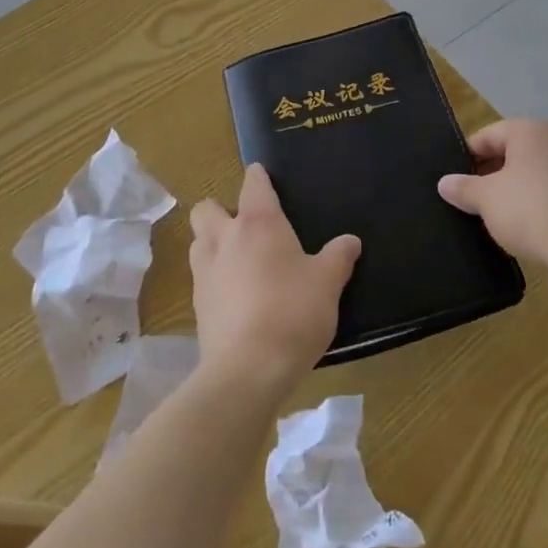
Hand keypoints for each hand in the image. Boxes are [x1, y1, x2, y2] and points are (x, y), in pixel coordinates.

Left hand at [189, 165, 359, 396]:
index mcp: (258, 223)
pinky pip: (201, 277)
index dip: (258, 177)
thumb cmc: (292, 313)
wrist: (247, 371)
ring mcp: (205, 272)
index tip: (264, 176)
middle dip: (221, 209)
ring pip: (198, 241)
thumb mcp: (327, 284)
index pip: (253, 184)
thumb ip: (338, 258)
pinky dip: (214, 278)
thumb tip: (351, 241)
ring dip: (213, 243)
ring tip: (237, 260)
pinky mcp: (196, 305)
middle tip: (246, 226)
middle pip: (207, 208)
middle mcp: (225, 238)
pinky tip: (234, 296)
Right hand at [438, 119, 547, 282]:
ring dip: (510, 192)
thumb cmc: (531, 211)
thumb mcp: (486, 199)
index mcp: (531, 131)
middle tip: (468, 200)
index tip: (453, 181)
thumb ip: (463, 187)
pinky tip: (519, 228)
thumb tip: (444, 182)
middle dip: (488, 175)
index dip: (466, 156)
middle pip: (510, 153)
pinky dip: (532, 206)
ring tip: (490, 216)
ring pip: (530, 175)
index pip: (488, 135)